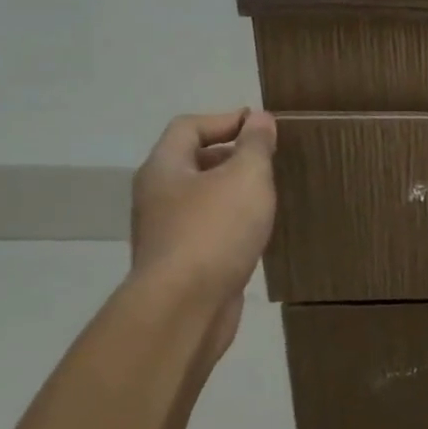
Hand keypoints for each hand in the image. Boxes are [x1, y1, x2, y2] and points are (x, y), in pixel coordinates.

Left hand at [130, 110, 277, 323]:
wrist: (184, 309)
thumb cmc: (214, 231)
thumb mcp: (246, 176)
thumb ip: (256, 145)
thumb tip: (259, 119)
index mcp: (165, 169)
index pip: (189, 126)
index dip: (226, 119)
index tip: (263, 127)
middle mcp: (157, 196)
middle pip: (193, 161)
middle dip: (231, 155)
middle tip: (270, 159)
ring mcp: (166, 232)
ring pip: (202, 198)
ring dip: (233, 191)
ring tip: (268, 194)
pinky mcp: (181, 263)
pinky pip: (208, 229)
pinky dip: (231, 222)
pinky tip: (256, 231)